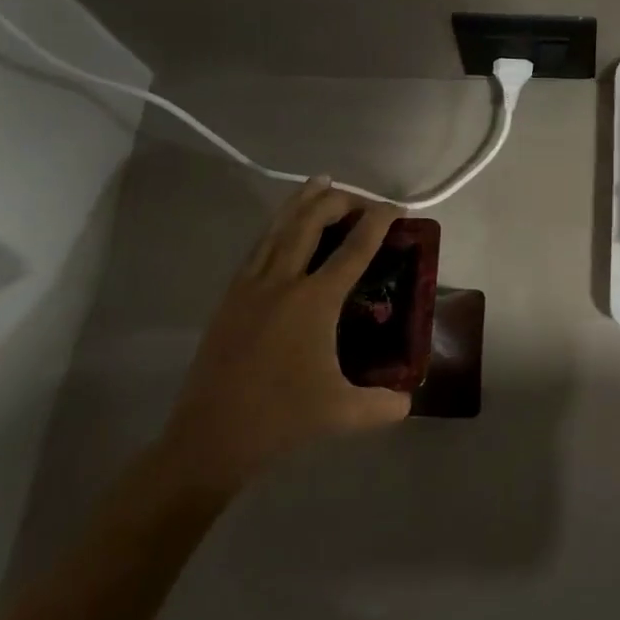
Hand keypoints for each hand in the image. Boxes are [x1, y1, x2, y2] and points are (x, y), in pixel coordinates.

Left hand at [158, 179, 410, 497]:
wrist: (210, 437)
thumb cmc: (281, 419)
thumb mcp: (343, 413)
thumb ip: (383, 405)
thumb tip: (409, 400)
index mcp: (314, 301)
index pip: (354, 249)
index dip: (378, 222)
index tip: (396, 208)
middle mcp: (282, 282)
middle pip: (311, 222)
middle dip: (339, 201)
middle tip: (362, 200)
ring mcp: (250, 286)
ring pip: (279, 227)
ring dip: (303, 202)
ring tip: (320, 182)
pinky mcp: (230, 298)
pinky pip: (258, 247)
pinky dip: (277, 226)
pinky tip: (282, 227)